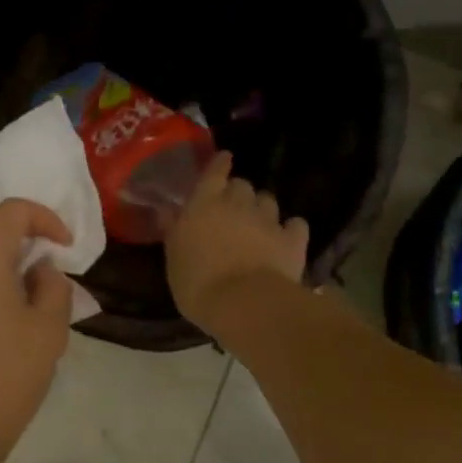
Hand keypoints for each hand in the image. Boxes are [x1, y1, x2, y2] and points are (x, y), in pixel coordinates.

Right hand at [166, 153, 309, 333]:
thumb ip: (173, 230)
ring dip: (261, 208)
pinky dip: (290, 229)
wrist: (245, 303)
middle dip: (238, 193)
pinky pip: (295, 225)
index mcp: (204, 204)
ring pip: (268, 201)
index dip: (219, 164)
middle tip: (231, 208)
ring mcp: (268, 220)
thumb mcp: (173, 258)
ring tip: (257, 224)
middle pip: (242, 185)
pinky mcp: (292, 240)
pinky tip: (286, 237)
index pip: (214, 172)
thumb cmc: (197, 282)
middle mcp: (237, 204)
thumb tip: (166, 210)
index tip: (224, 159)